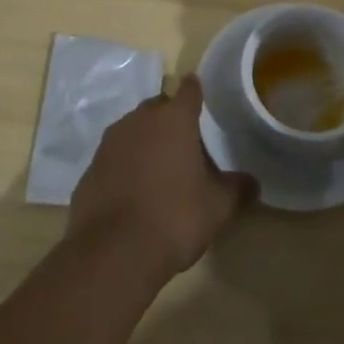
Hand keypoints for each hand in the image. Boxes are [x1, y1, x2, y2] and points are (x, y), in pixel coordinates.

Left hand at [68, 78, 252, 283]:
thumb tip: (253, 183)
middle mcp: (140, 120)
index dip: (197, 92)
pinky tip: (133, 192)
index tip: (202, 98)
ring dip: (145, 141)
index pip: (189, 90)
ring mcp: (110, 142)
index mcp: (174, 119)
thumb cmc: (174, 218)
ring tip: (159, 169)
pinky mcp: (90, 168)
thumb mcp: (217, 207)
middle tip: (185, 144)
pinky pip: (114, 157)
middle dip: (170, 119)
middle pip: (159, 107)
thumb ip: (236, 188)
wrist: (112, 252)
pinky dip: (124, 165)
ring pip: (133, 129)